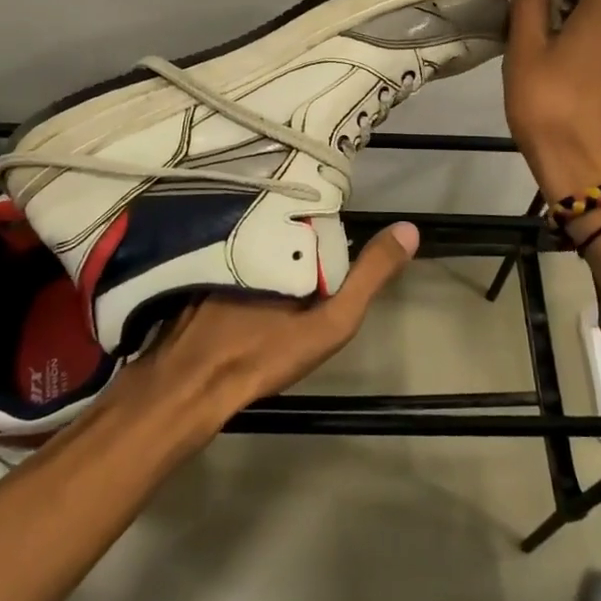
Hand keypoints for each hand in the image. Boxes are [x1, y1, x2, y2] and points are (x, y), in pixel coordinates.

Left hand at [131, 222, 420, 422]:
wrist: (192, 386)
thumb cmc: (264, 352)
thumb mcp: (331, 321)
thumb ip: (369, 276)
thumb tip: (408, 230)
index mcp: (282, 239)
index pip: (315, 215)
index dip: (331, 220)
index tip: (340, 233)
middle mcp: (248, 233)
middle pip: (285, 223)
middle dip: (301, 229)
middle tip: (316, 251)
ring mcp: (218, 250)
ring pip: (257, 235)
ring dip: (274, 240)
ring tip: (290, 256)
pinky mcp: (199, 268)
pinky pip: (232, 248)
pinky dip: (246, 253)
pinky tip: (251, 274)